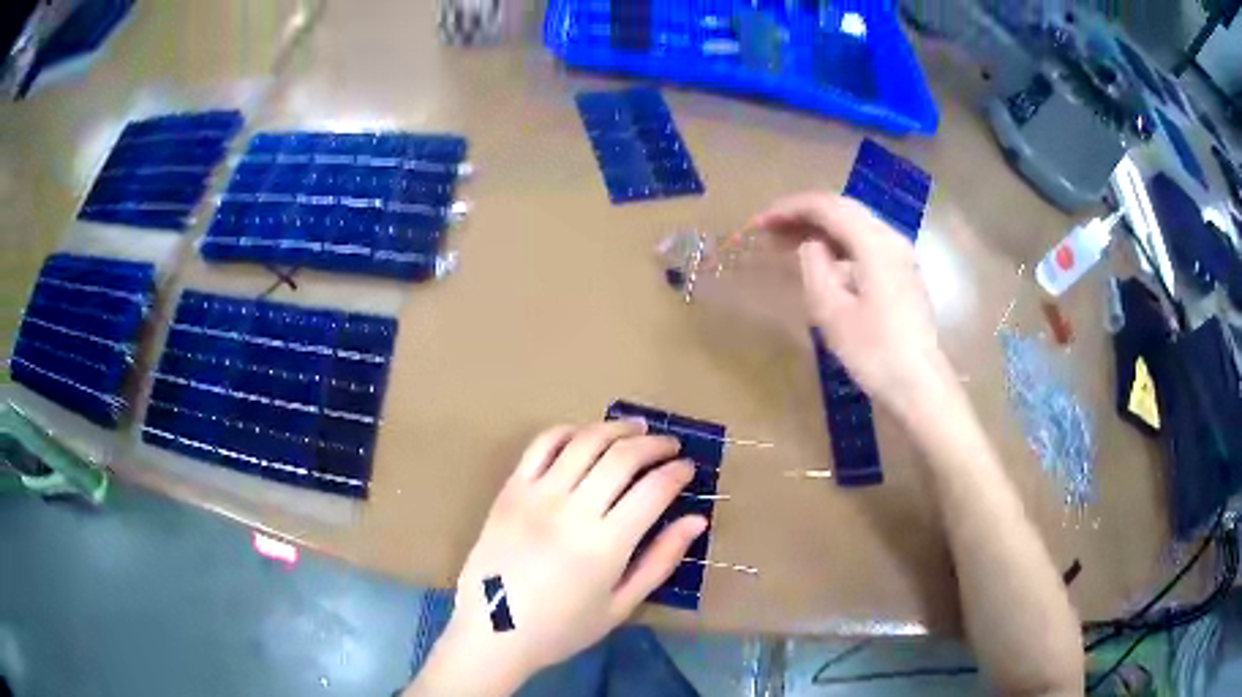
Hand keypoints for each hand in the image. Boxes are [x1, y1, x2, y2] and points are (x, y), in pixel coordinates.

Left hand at [409, 420, 706, 695]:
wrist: (492, 631)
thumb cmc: (561, 628)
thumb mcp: (620, 606)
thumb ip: (660, 561)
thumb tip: (696, 521)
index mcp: (605, 545)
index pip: (653, 490)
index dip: (677, 472)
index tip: (688, 468)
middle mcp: (572, 510)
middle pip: (622, 457)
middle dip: (655, 444)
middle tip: (670, 445)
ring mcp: (537, 495)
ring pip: (585, 441)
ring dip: (616, 428)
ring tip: (637, 428)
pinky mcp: (510, 489)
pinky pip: (542, 445)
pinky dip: (569, 431)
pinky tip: (585, 435)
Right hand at [748, 193, 951, 412]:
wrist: (918, 386)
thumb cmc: (874, 352)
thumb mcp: (832, 312)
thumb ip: (815, 267)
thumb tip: (812, 245)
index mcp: (875, 243)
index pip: (828, 207)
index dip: (790, 208)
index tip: (761, 223)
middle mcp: (891, 239)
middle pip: (843, 210)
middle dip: (804, 215)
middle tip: (770, 230)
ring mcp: (901, 256)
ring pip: (855, 226)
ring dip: (821, 229)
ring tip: (789, 243)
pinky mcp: (902, 274)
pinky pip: (865, 244)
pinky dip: (838, 244)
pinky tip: (822, 262)